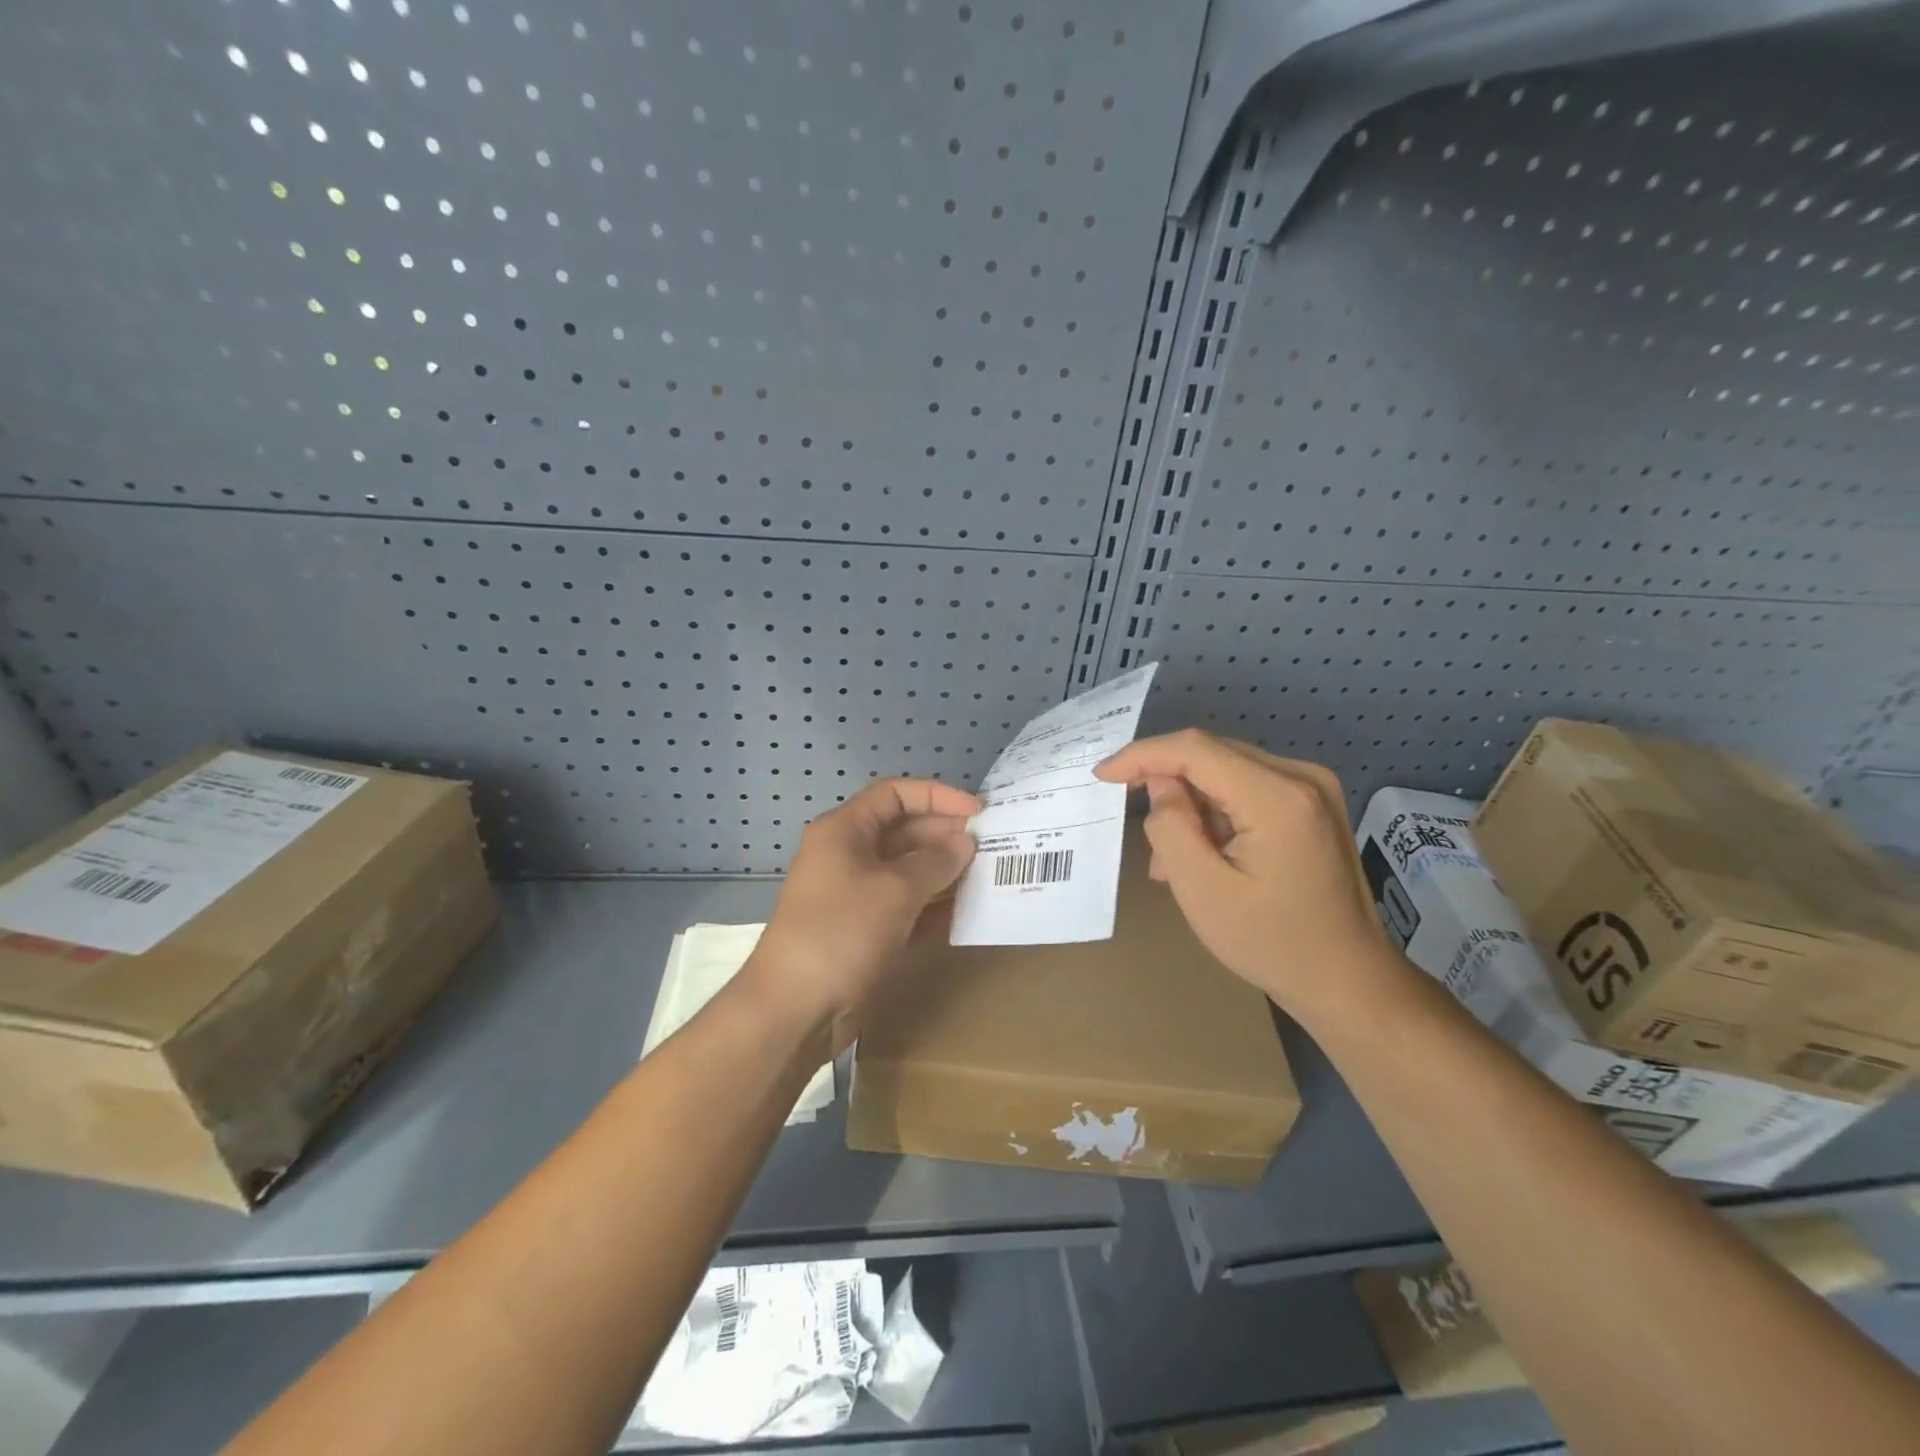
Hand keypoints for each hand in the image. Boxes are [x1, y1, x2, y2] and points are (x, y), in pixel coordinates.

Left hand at [747, 777, 978, 1051]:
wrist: (794, 1010)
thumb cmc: (841, 933)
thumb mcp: (894, 891)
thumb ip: (935, 862)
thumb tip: (964, 843)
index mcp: (845, 831)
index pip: (895, 794)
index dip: (937, 796)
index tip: (978, 813)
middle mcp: (849, 855)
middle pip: (904, 831)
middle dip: (946, 836)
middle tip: (992, 848)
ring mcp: (856, 895)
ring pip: (908, 871)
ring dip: (945, 873)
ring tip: (988, 878)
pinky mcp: (865, 930)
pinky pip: (906, 906)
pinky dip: (933, 907)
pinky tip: (966, 914)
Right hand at [1094, 729, 1402, 1018]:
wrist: (1349, 981)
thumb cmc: (1273, 943)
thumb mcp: (1203, 891)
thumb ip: (1171, 827)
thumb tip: (1161, 787)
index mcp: (1278, 796)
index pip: (1195, 749)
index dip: (1142, 755)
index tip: (1102, 776)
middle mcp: (1302, 778)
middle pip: (1212, 756)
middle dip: (1166, 785)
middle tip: (1139, 830)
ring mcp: (1313, 789)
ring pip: (1226, 773)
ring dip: (1190, 806)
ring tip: (1170, 861)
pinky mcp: (1312, 805)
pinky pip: (1247, 790)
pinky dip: (1216, 814)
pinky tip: (1203, 854)